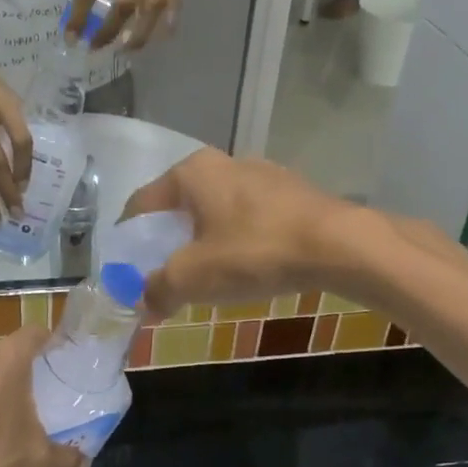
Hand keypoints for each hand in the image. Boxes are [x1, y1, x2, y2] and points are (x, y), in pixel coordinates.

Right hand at [121, 148, 372, 314]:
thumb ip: (159, 289)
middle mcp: (223, 163)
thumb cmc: (255, 251)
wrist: (339, 245)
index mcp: (192, 172)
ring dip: (204, 241)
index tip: (127, 270)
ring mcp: (261, 174)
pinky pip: (247, 216)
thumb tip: (144, 303)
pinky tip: (249, 266)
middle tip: (167, 276)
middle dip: (168, 242)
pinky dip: (237, 239)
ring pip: (215, 210)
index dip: (129, 239)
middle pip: (179, 206)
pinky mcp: (290, 191)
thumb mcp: (195, 277)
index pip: (142, 204)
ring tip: (208, 277)